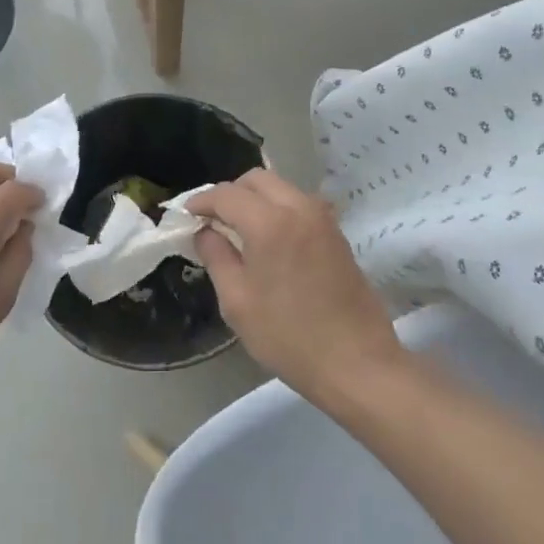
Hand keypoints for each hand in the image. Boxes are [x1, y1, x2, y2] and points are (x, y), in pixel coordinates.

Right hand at [190, 168, 403, 403]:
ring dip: (256, 198)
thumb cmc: (288, 336)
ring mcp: (323, 219)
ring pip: (281, 188)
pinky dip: (278, 209)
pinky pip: (299, 204)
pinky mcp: (337, 234)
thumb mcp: (237, 301)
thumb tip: (205, 232)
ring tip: (239, 229)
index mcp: (270, 222)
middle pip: (257, 179)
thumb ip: (216, 257)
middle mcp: (299, 208)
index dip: (202, 201)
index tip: (186, 214)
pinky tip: (268, 239)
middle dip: (230, 193)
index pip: (227, 194)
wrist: (357, 364)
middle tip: (212, 219)